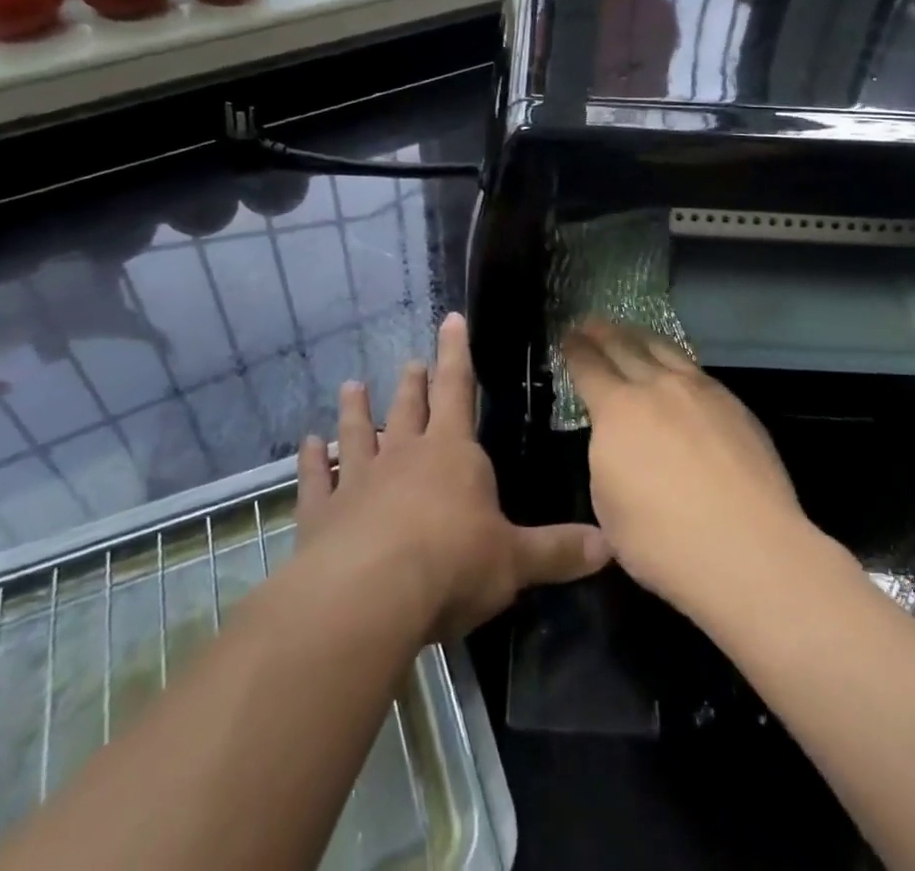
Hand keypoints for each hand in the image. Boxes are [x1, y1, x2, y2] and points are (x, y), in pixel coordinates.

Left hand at [297, 313, 609, 640]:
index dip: (456, 353)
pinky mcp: (321, 514)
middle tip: (410, 362)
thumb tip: (609, 545)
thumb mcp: (514, 561)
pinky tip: (305, 445)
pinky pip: (315, 479)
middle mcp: (404, 456)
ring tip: (351, 386)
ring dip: (355, 411)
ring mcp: (358, 481)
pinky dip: (309, 461)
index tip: (450, 318)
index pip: (458, 389)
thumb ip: (558, 551)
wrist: (368, 597)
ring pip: (357, 434)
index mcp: (452, 453)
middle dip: (413, 383)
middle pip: (409, 408)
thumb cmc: (451, 565)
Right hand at [565, 318, 809, 615]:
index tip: (568, 336)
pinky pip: (695, 368)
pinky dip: (675, 359)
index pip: (588, 366)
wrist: (748, 548)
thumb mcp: (608, 505)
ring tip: (631, 331)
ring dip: (641, 337)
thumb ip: (607, 458)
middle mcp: (656, 387)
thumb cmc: (664, 541)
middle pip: (625, 346)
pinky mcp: (734, 404)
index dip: (575, 348)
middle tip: (592, 322)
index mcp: (617, 410)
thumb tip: (618, 441)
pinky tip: (676, 367)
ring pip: (664, 350)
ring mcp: (700, 390)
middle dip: (604, 332)